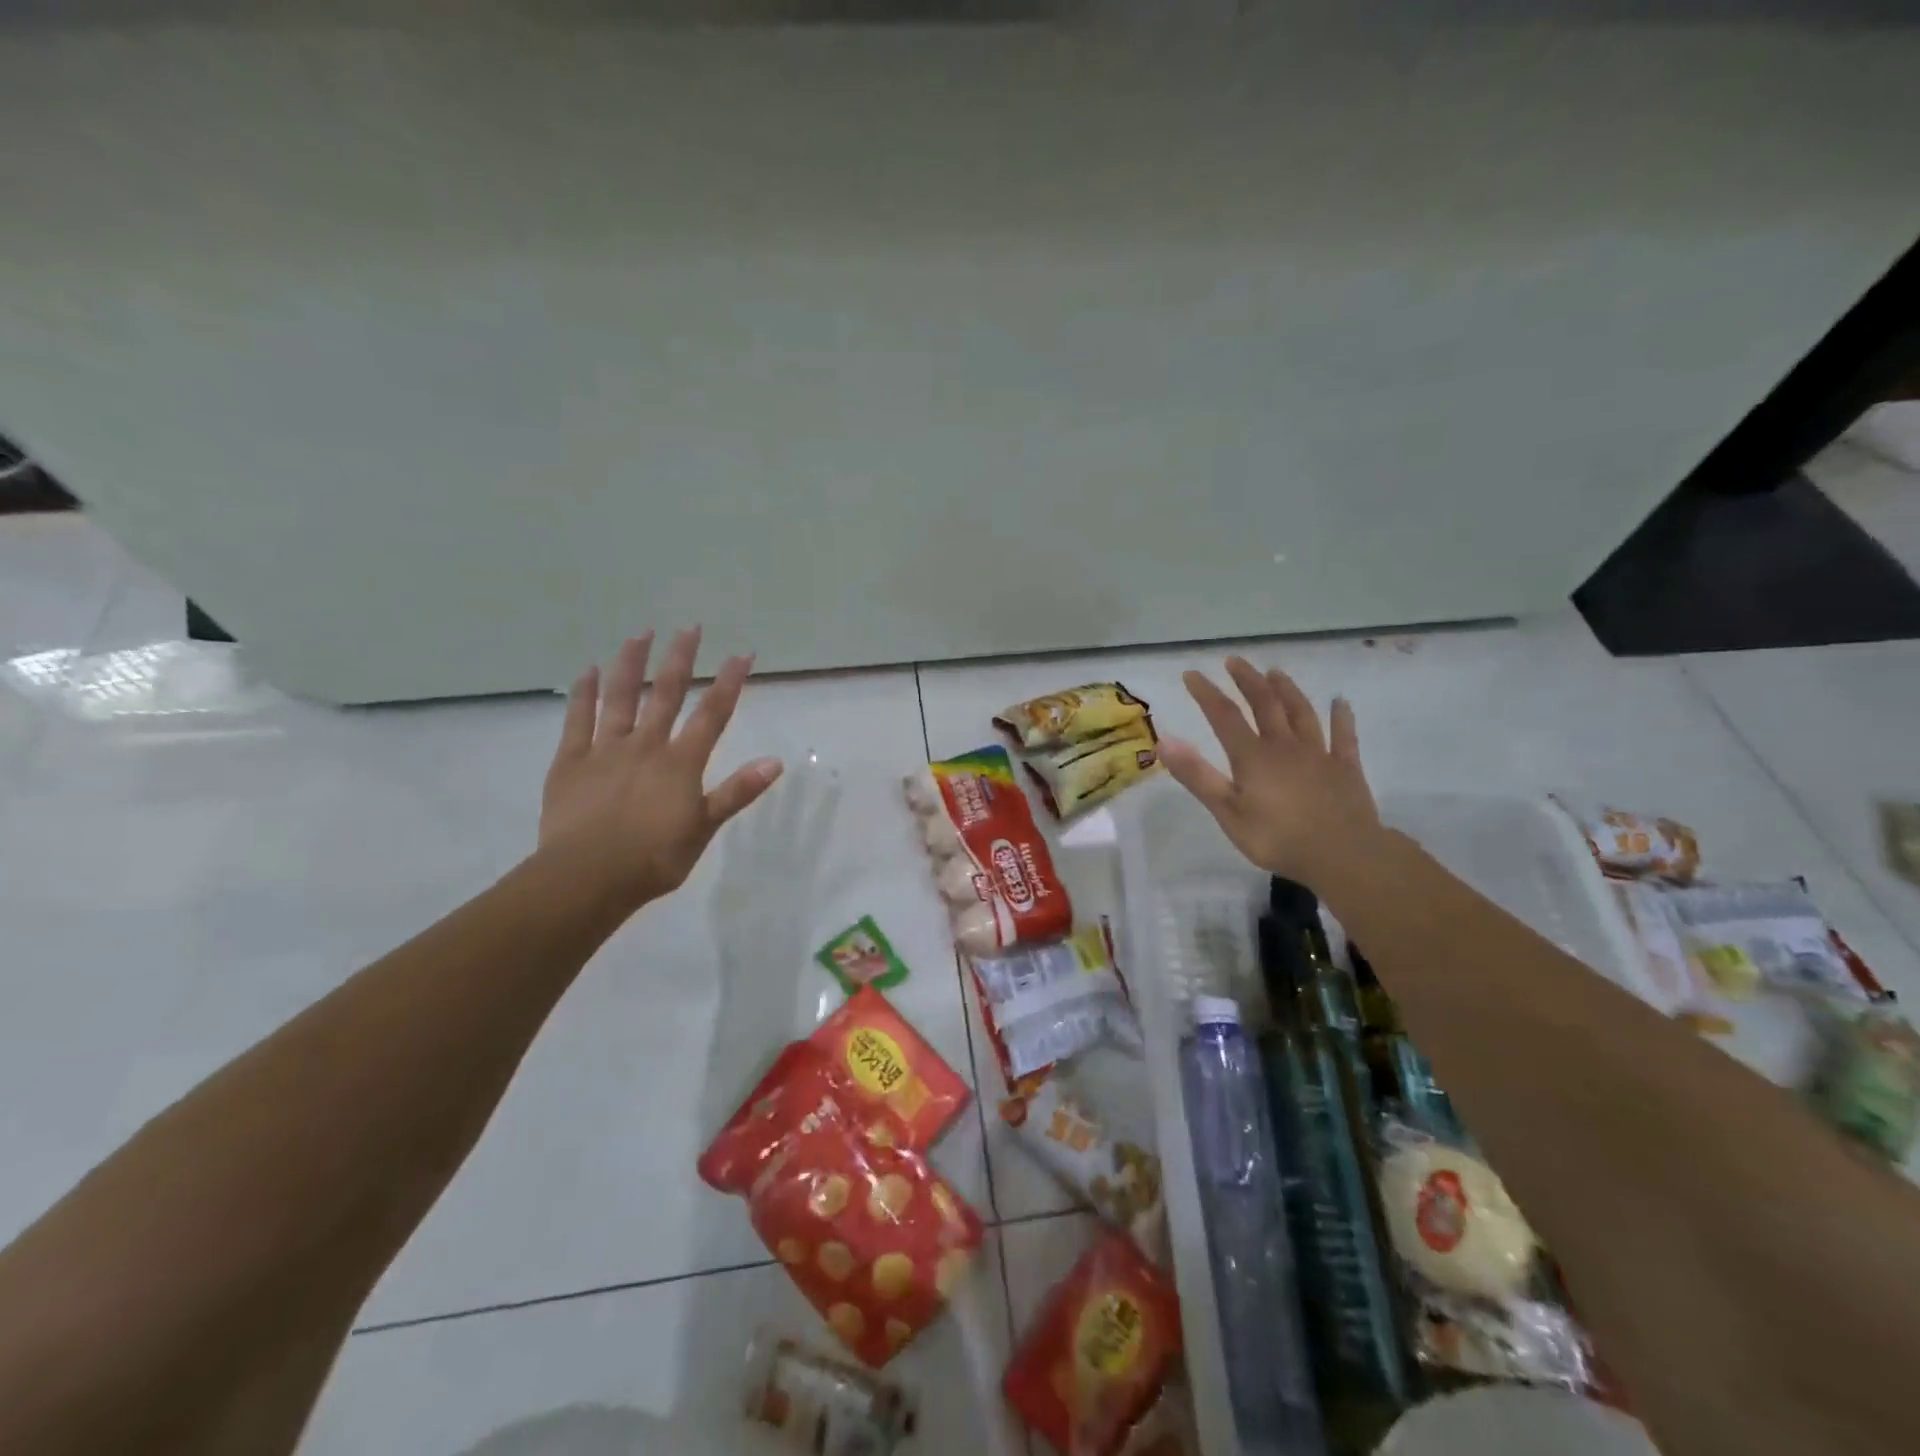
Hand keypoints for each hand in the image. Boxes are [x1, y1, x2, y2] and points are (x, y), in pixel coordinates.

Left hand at [538, 627, 783, 910]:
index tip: (742, 653)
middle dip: (680, 659)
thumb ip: (737, 791)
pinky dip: (583, 694)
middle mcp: (645, 746)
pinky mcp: (570, 762)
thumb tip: (775, 762)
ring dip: (631, 664)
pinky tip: (588, 671)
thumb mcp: (704, 828)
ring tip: (639, 634)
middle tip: (689, 627)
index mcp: (680, 763)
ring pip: (619, 698)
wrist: (587, 877)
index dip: (729, 682)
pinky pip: (577, 720)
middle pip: (665, 694)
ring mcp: (605, 750)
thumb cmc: (654, 858)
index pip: (712, 714)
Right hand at [1159, 656, 1381, 888]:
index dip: (1206, 693)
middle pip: (1265, 704)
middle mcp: (1284, 746)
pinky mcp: (1345, 768)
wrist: (1343, 854)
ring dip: (1287, 690)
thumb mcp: (1227, 811)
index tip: (1192, 674)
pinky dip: (1341, 717)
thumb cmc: (1277, 837)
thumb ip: (1197, 775)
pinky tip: (1341, 702)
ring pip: (1301, 713)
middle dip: (1247, 681)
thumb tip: (1164, 741)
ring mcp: (1318, 754)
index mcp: (1253, 756)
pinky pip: (1343, 736)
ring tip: (1275, 672)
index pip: (1224, 716)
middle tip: (1235, 661)